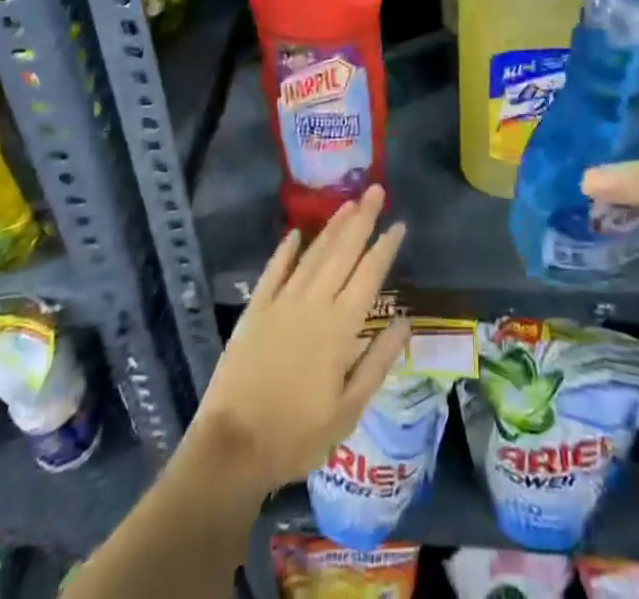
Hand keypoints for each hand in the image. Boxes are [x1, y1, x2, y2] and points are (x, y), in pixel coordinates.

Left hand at [186, 185, 408, 492]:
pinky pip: (273, 271)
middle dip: (361, 219)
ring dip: (331, 228)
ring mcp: (281, 302)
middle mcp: (313, 303)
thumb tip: (406, 322)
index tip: (399, 223)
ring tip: (347, 203)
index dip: (385, 248)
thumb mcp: (349, 410)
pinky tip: (294, 233)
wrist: (233, 448)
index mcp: (340, 327)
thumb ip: (377, 361)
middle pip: (342, 252)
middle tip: (375, 190)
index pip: (369, 276)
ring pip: (312, 255)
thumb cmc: (297, 435)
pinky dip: (284, 251)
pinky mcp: (255, 310)